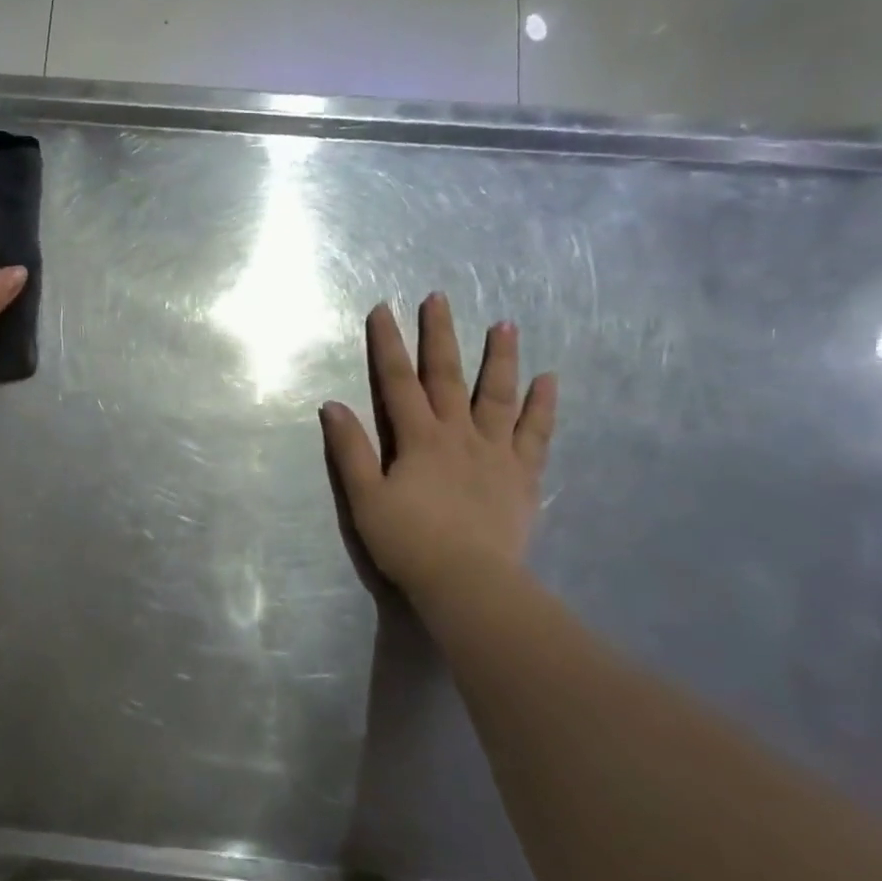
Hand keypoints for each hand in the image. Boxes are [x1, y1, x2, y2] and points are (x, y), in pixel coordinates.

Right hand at [320, 294, 557, 599]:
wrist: (469, 583)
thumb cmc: (409, 541)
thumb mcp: (365, 497)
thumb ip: (351, 450)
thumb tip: (332, 405)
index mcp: (419, 438)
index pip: (398, 382)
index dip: (388, 344)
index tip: (383, 309)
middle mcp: (459, 434)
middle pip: (448, 376)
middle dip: (440, 335)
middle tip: (440, 298)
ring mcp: (496, 452)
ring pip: (499, 395)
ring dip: (500, 358)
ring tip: (505, 324)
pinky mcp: (523, 475)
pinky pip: (536, 433)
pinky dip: (543, 405)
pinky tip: (549, 380)